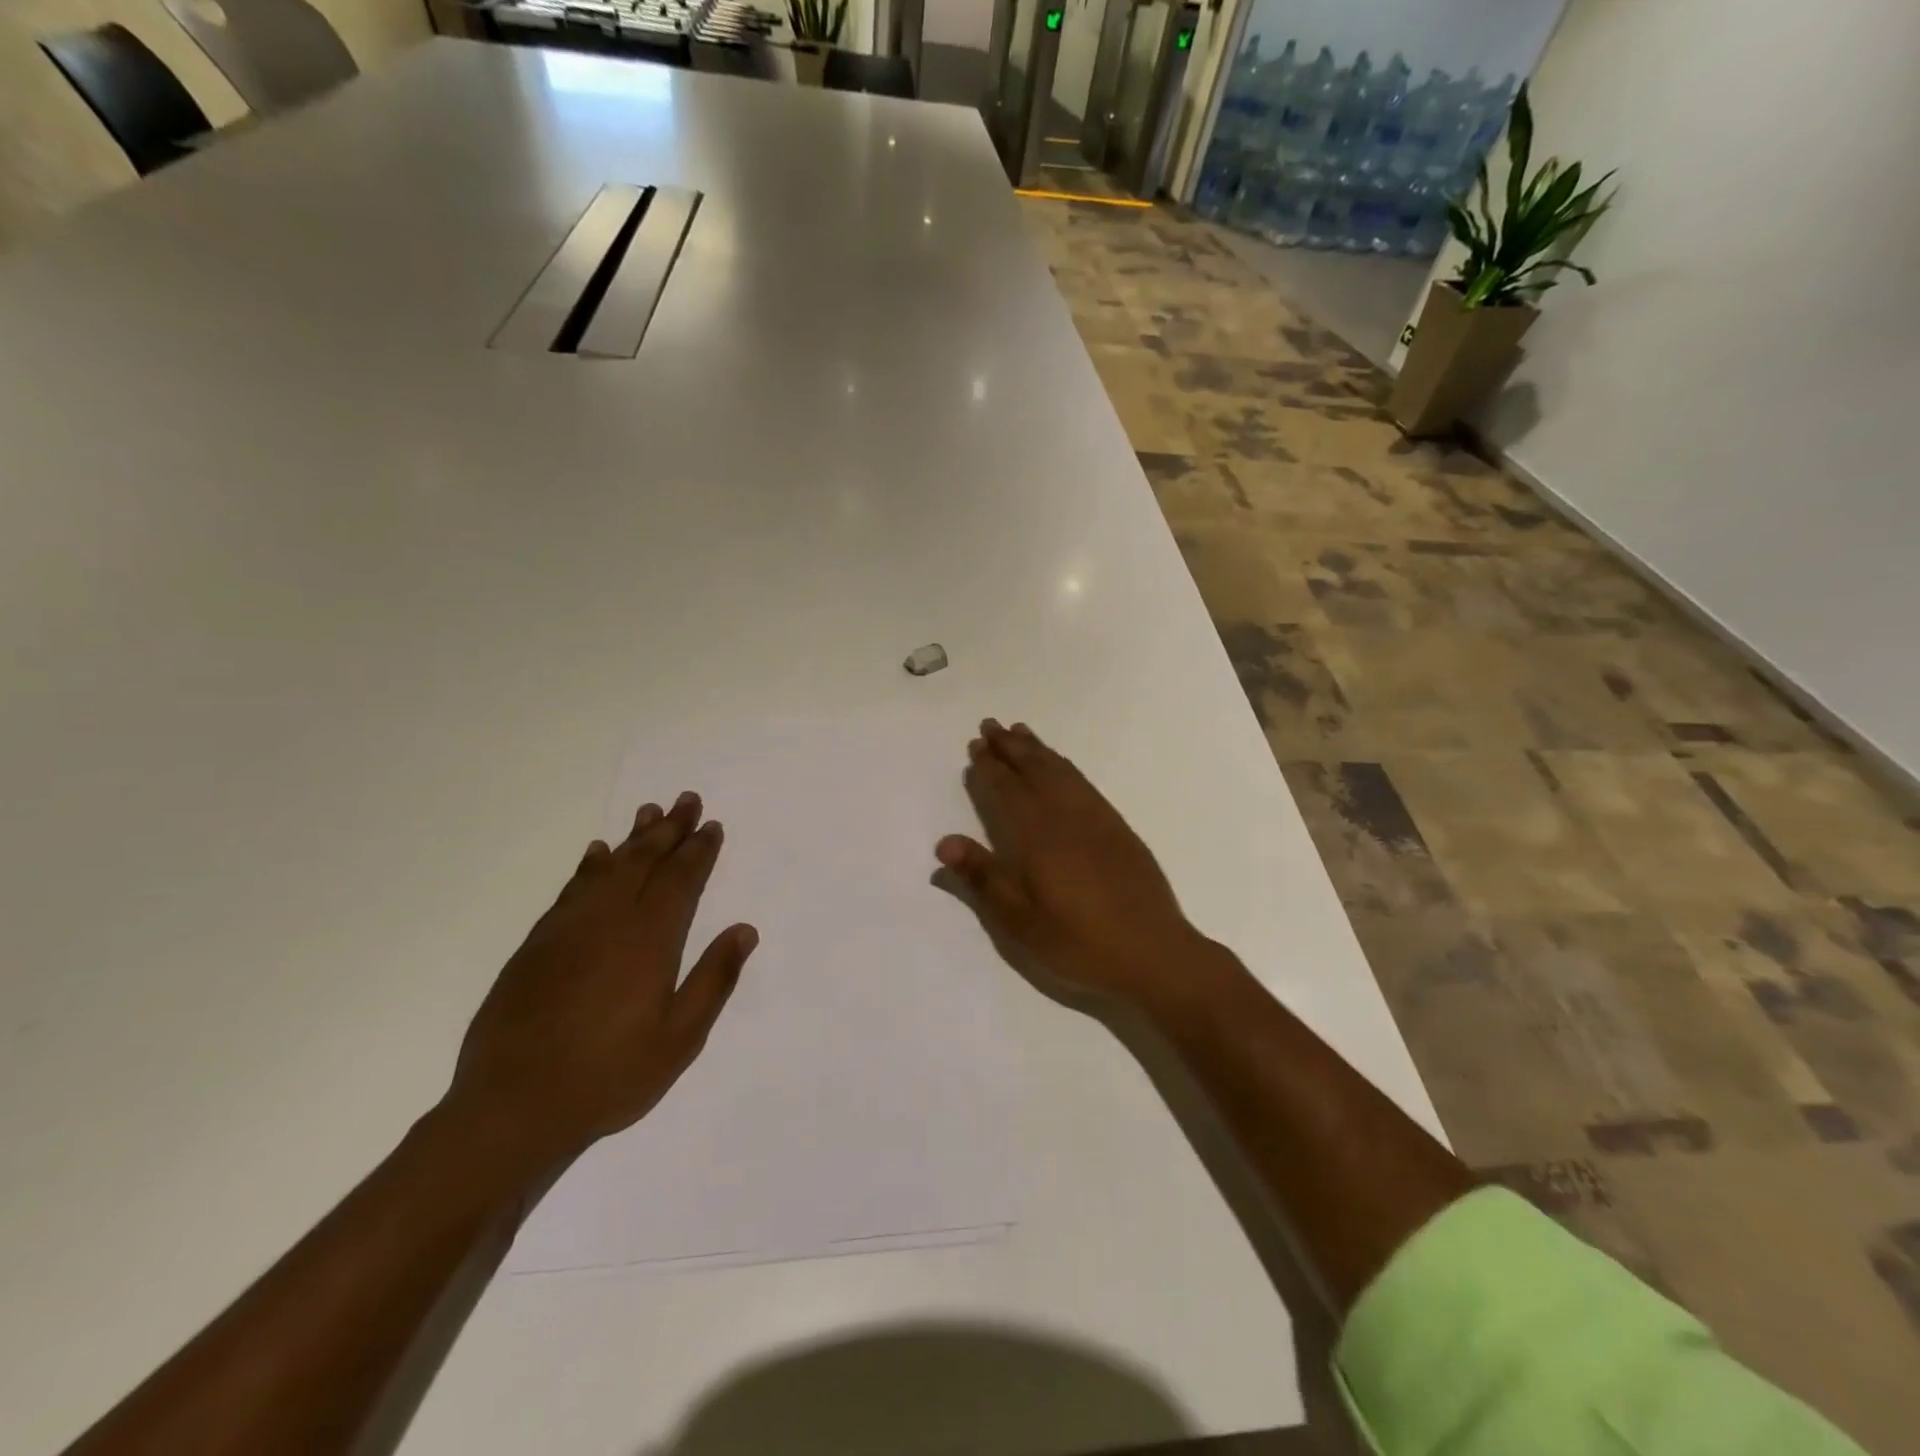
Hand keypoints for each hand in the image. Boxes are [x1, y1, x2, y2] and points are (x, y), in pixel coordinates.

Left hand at [442, 792, 757, 1170]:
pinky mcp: (536, 945)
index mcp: (650, 940)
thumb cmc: (609, 1075)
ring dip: (631, 838)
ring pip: (607, 868)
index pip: (681, 880)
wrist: (511, 1108)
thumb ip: (714, 979)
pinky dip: (588, 866)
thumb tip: (744, 930)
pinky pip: (570, 890)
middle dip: (670, 829)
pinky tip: (595, 855)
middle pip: (645, 861)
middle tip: (687, 800)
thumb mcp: (680, 1038)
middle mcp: (610, 921)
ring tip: (649, 812)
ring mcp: (568, 930)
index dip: (699, 850)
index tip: (712, 826)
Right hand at [936, 720, 1222, 1014]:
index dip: (990, 767)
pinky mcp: (1119, 829)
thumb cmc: (1080, 943)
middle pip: (1036, 770)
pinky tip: (1062, 767)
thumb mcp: (1021, 922)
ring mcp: (1098, 820)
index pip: (1008, 790)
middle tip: (992, 725)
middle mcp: (1068, 817)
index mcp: (1040, 837)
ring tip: (1021, 733)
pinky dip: (1066, 766)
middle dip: (1012, 747)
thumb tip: (945, 843)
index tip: (976, 746)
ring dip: (1039, 750)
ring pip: (1062, 771)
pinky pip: (1085, 784)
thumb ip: (984, 878)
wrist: (1154, 953)